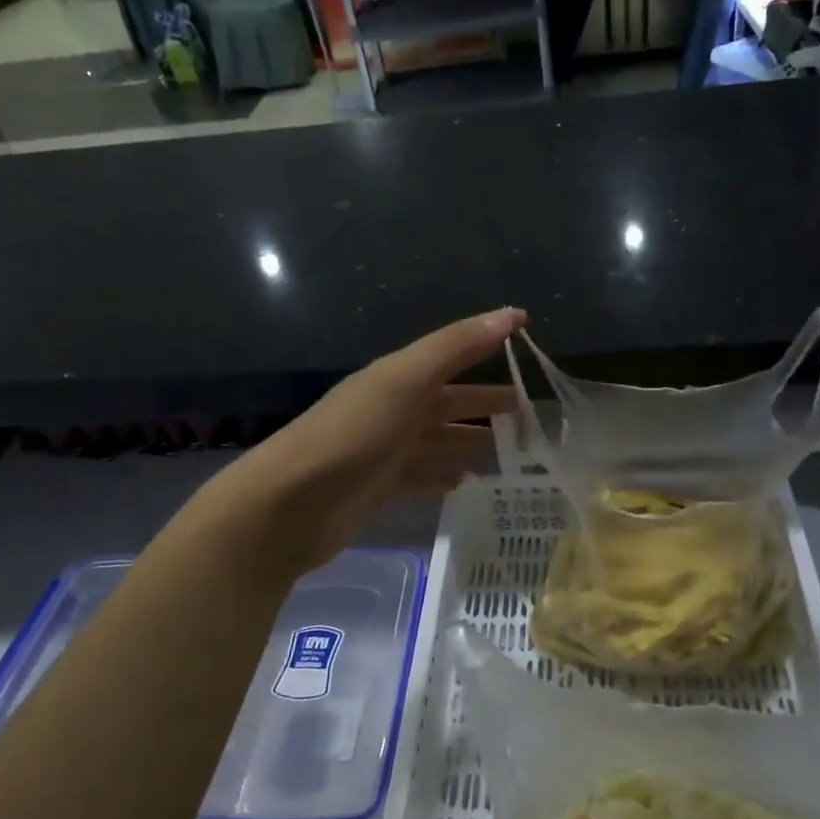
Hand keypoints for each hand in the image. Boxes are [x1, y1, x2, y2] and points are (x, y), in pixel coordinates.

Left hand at [201, 308, 525, 574]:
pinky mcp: (380, 488)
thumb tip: (513, 314)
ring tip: (506, 451)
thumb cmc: (353, 434)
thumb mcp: (405, 380)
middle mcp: (394, 410)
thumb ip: (456, 347)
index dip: (488, 344)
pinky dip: (443, 476)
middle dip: (485, 404)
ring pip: (438, 441)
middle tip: (528, 414)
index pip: (453, 354)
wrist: (290, 504)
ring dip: (468, 442)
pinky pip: (421, 476)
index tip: (528, 340)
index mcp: (400, 378)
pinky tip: (465, 482)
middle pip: (449, 402)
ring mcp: (386, 451)